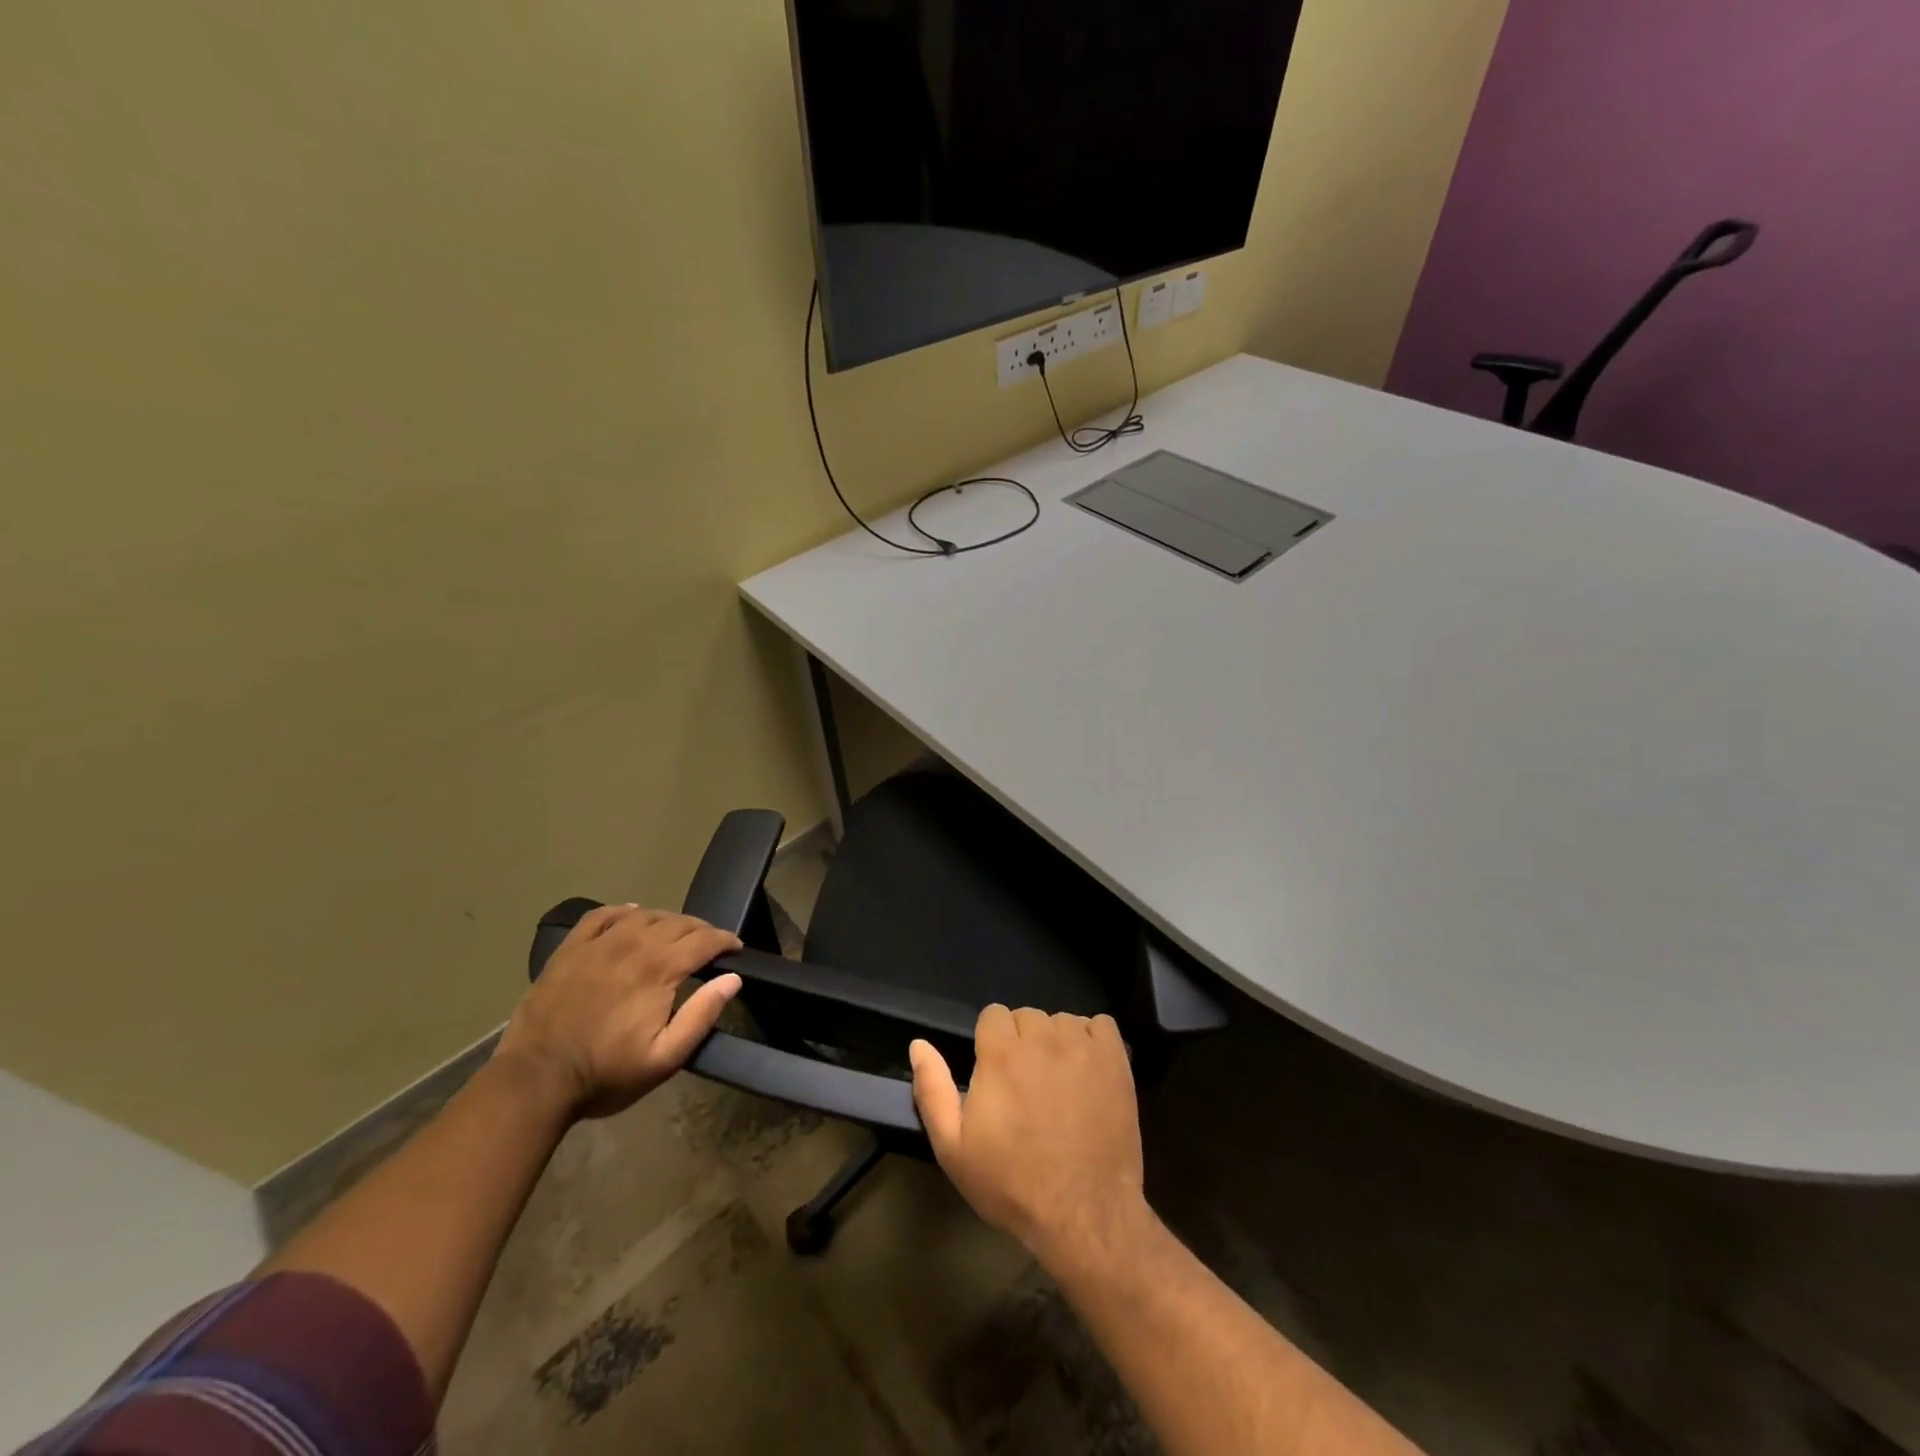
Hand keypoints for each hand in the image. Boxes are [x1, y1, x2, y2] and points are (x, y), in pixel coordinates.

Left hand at [496, 905, 742, 1119]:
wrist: (534, 1081)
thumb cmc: (605, 1074)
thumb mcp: (664, 1058)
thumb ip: (701, 1015)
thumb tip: (732, 979)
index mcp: (659, 969)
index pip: (704, 940)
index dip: (725, 940)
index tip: (736, 949)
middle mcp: (633, 944)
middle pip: (678, 922)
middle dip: (701, 930)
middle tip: (710, 945)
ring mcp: (598, 944)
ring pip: (645, 915)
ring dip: (668, 921)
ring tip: (675, 935)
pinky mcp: (570, 949)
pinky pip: (602, 915)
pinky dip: (623, 911)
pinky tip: (631, 916)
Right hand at [910, 1006, 1146, 1267]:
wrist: (1083, 1215)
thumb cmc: (1012, 1184)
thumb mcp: (954, 1148)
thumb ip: (932, 1090)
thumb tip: (918, 1045)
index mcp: (1001, 1054)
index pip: (993, 1014)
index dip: (992, 1043)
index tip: (997, 1074)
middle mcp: (1042, 1038)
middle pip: (1028, 1016)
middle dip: (1023, 1042)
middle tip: (1027, 1085)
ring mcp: (1083, 1047)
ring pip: (1062, 1020)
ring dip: (1057, 1042)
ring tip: (1059, 1082)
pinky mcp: (1116, 1060)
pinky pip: (1101, 1026)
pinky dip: (1093, 1040)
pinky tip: (1089, 1072)